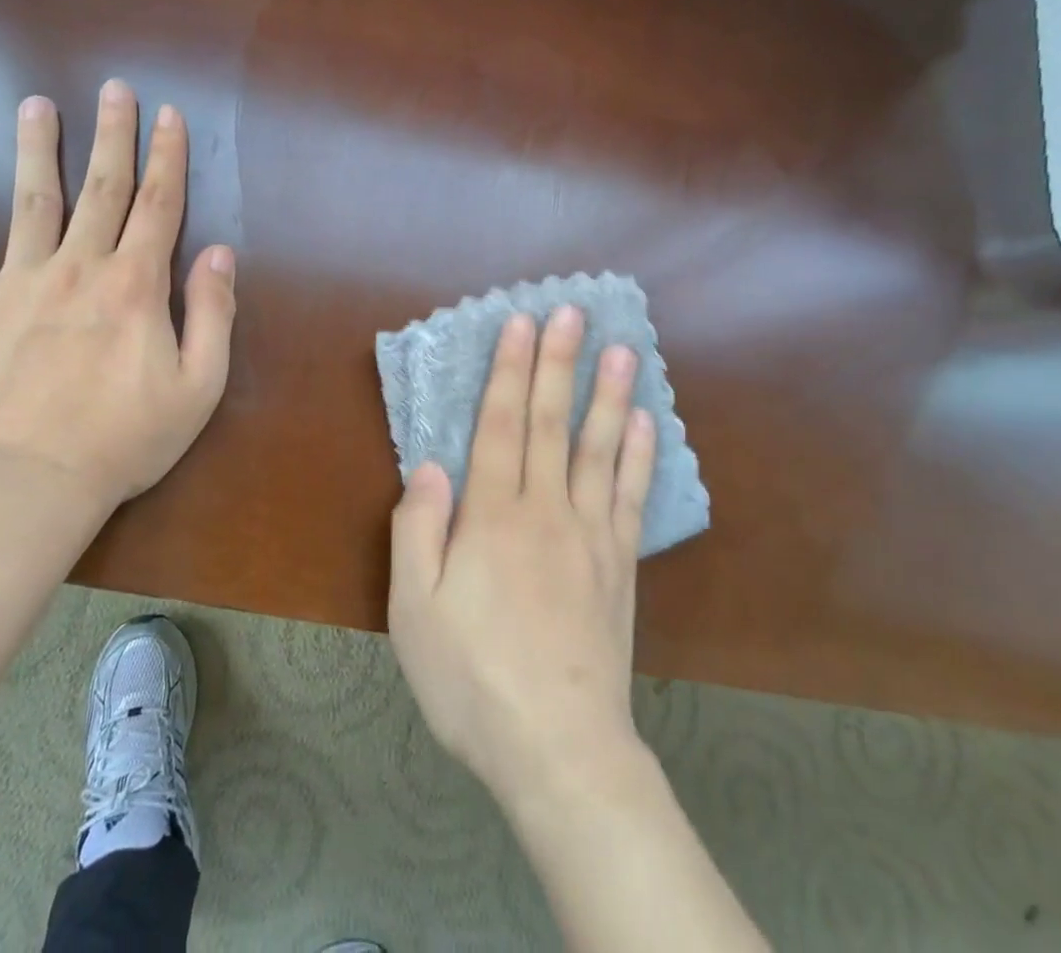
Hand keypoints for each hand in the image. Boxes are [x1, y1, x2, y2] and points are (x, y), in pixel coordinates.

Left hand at [0, 81, 236, 507]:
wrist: (29, 485)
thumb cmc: (126, 439)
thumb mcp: (199, 385)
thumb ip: (214, 312)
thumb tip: (219, 252)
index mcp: (137, 283)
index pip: (160, 205)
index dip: (168, 157)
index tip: (169, 115)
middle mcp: (81, 267)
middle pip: (103, 187)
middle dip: (113, 134)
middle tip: (114, 88)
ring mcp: (20, 283)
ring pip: (32, 201)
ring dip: (36, 149)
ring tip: (35, 105)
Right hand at [388, 307, 656, 807]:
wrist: (559, 749)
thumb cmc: (472, 679)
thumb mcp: (414, 611)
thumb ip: (418, 530)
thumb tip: (430, 465)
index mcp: (492, 516)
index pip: (502, 424)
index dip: (511, 371)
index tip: (522, 323)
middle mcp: (545, 510)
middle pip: (552, 422)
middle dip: (559, 362)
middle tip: (572, 311)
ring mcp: (591, 535)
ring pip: (599, 449)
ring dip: (608, 394)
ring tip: (622, 349)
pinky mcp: (620, 565)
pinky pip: (631, 497)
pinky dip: (639, 456)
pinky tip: (646, 423)